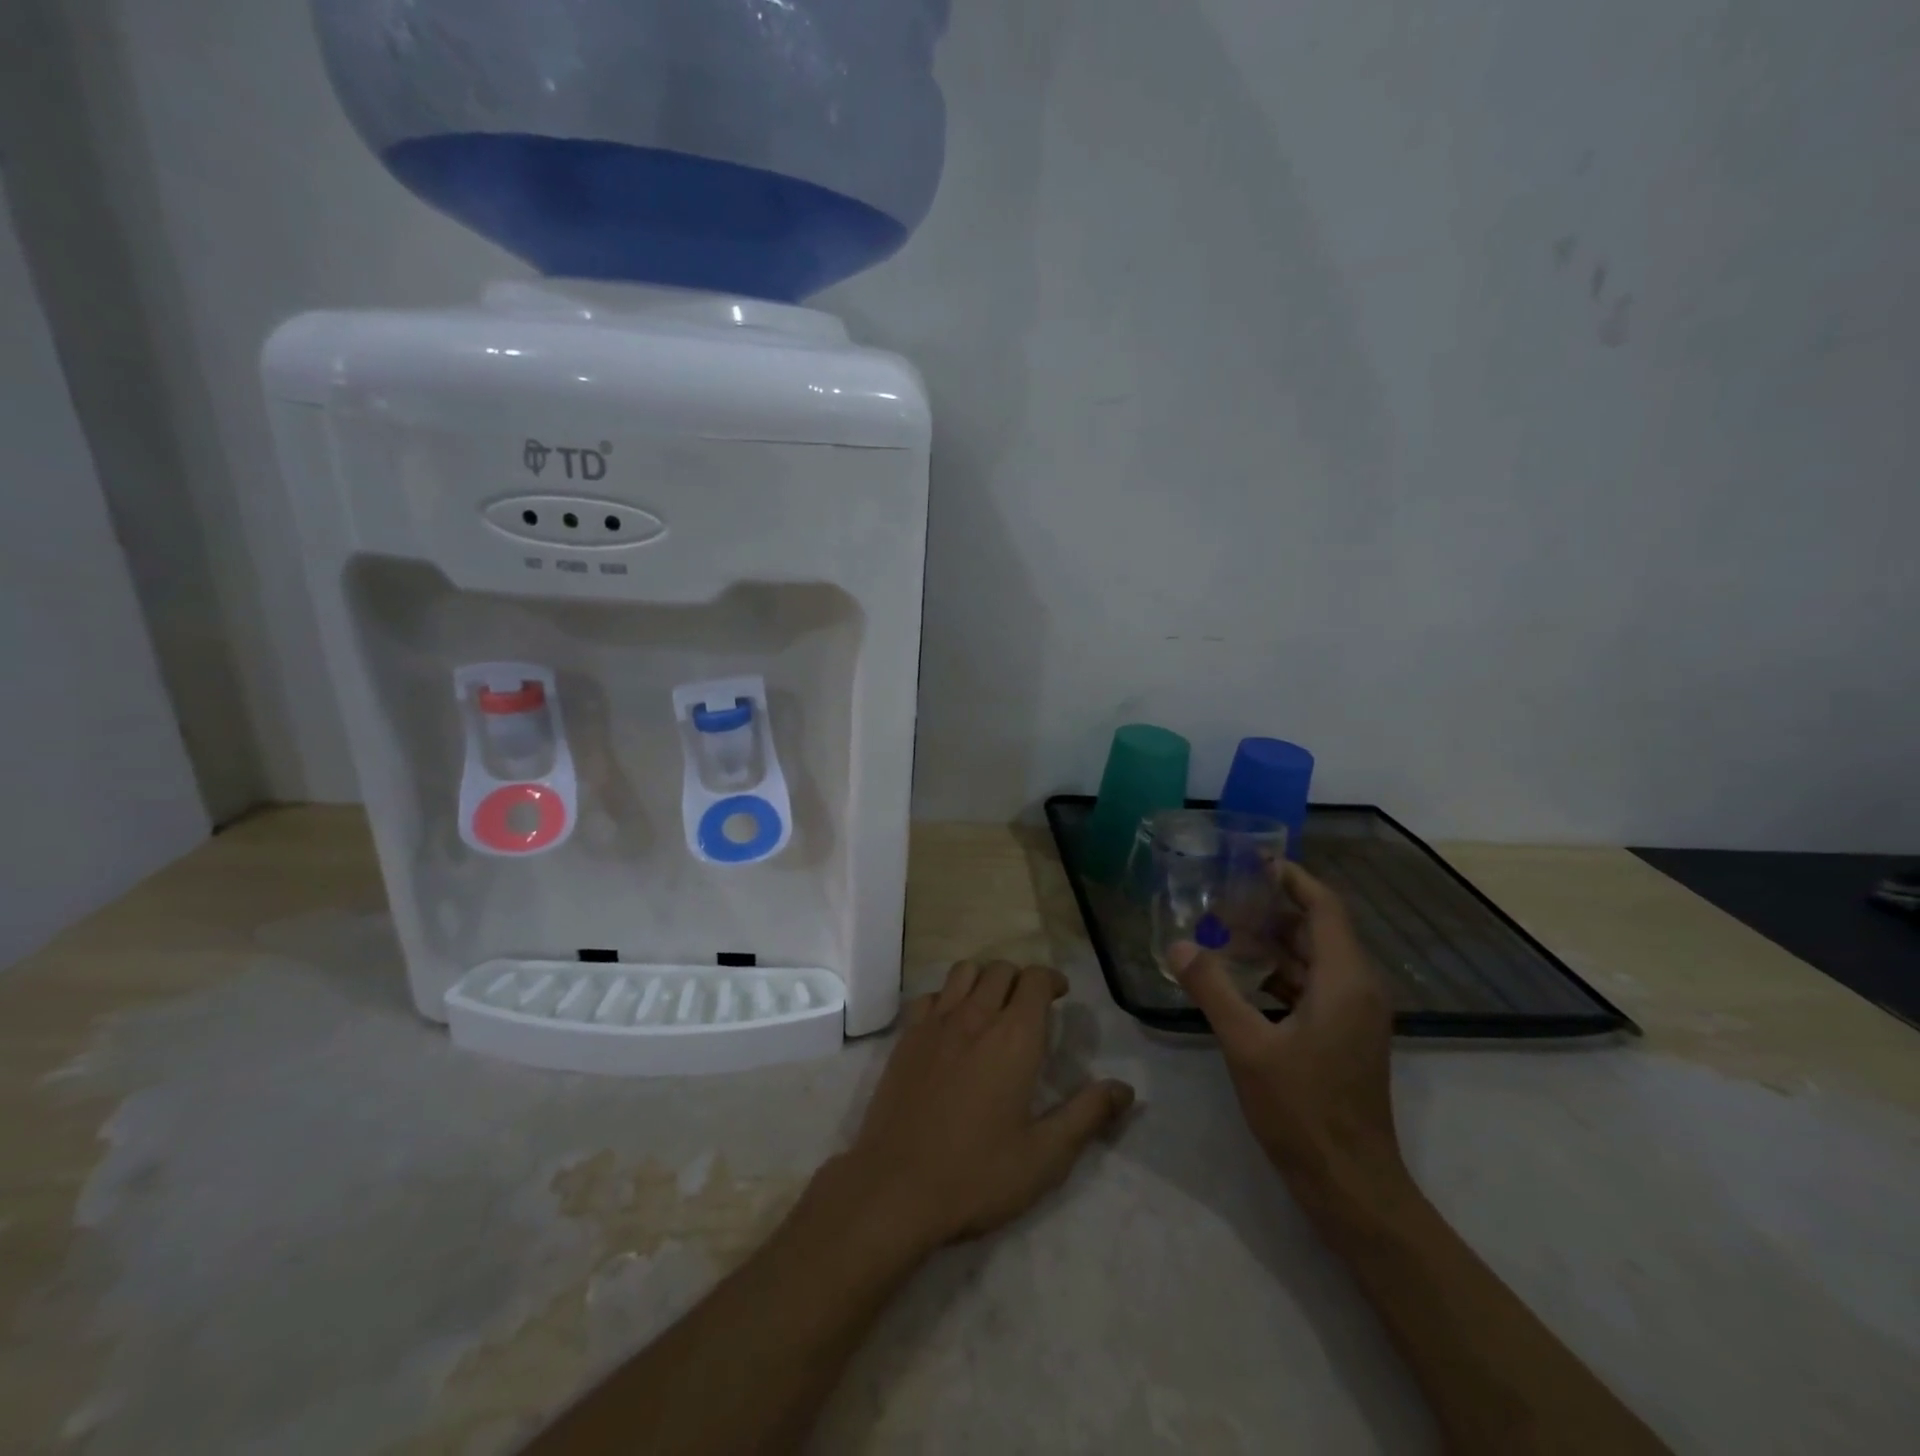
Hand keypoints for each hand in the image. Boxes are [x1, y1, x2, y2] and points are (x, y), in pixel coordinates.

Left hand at [832, 961, 1134, 1256]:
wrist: (895, 1188)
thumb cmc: (977, 1174)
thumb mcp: (1044, 1156)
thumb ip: (1087, 1115)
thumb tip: (1126, 1089)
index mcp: (1014, 1037)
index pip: (1035, 979)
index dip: (1051, 980)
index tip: (1061, 996)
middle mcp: (975, 1016)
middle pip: (1001, 969)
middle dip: (1021, 979)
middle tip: (1030, 1007)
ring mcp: (935, 1023)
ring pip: (964, 972)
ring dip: (984, 979)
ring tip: (991, 1007)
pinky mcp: (906, 1037)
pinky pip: (930, 995)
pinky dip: (947, 997)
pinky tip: (951, 1025)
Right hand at [1171, 863, 1403, 1203]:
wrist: (1351, 1184)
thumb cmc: (1303, 1110)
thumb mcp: (1247, 1045)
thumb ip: (1212, 988)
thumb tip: (1177, 944)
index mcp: (1345, 980)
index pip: (1324, 907)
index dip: (1292, 878)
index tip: (1254, 859)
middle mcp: (1359, 988)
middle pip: (1319, 928)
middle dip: (1273, 908)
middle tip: (1224, 895)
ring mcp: (1355, 1015)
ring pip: (1316, 958)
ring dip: (1275, 940)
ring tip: (1224, 928)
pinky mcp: (1346, 1035)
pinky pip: (1314, 985)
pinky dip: (1280, 971)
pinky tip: (1241, 976)